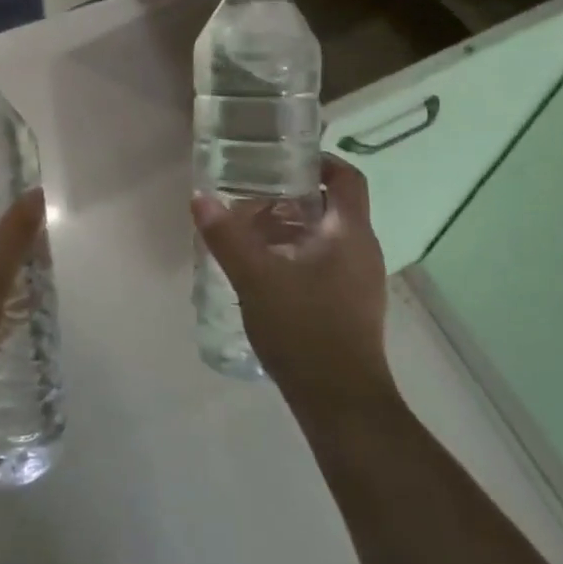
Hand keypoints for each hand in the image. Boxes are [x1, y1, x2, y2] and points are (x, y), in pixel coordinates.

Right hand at [192, 156, 395, 417]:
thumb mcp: (256, 279)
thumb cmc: (304, 331)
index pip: (347, 177)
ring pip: (327, 236)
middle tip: (251, 195)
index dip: (320, 160)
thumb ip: (226, 237)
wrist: (341, 405)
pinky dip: (297, 253)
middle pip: (333, 205)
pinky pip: (326, 262)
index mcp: (350, 234)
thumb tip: (200, 197)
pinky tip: (264, 269)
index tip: (281, 158)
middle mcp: (363, 251)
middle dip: (291, 196)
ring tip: (249, 231)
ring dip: (291, 227)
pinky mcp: (351, 305)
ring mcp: (360, 281)